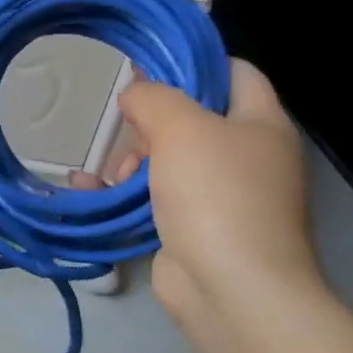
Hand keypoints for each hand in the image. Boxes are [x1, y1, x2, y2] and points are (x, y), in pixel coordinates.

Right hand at [77, 60, 320, 319]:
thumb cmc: (217, 195)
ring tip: (111, 173)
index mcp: (261, 124)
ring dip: (131, 159)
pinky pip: (155, 196)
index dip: (194, 62)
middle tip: (124, 129)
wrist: (233, 291)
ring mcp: (222, 195)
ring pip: (168, 158)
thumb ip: (153, 98)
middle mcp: (248, 156)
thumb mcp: (182, 127)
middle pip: (192, 117)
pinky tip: (91, 188)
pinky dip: (125, 190)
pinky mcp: (196, 226)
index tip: (148, 65)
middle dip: (150, 121)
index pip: (234, 72)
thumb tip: (136, 94)